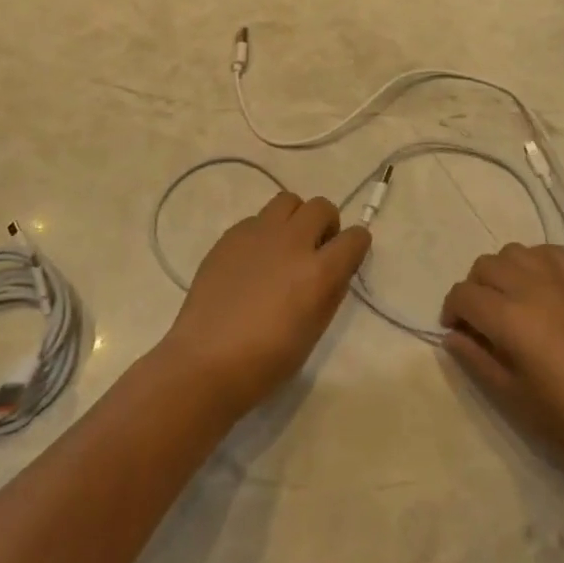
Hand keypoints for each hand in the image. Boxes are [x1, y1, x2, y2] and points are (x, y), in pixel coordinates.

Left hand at [158, 192, 369, 415]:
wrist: (206, 361)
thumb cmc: (266, 360)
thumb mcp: (314, 331)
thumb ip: (330, 291)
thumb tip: (335, 268)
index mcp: (318, 271)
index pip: (354, 238)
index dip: (357, 245)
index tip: (349, 255)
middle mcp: (291, 242)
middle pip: (320, 207)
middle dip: (327, 224)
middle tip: (317, 249)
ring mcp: (257, 234)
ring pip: (287, 201)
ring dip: (295, 218)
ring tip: (285, 246)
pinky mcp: (230, 236)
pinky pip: (256, 219)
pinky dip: (264, 232)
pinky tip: (253, 261)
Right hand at [441, 242, 563, 482]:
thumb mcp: (512, 396)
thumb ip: (477, 360)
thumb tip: (452, 336)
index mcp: (510, 319)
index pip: (464, 295)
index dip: (451, 310)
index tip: (456, 331)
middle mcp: (531, 287)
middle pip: (485, 266)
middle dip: (473, 289)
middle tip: (480, 319)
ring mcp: (561, 280)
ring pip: (514, 252)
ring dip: (501, 271)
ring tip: (509, 299)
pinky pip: (549, 252)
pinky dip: (534, 261)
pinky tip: (539, 286)